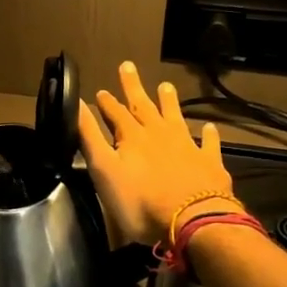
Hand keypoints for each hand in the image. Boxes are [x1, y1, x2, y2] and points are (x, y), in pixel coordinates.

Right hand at [77, 61, 235, 247]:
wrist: (192, 221)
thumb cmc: (140, 202)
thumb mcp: (104, 170)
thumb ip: (90, 137)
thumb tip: (77, 104)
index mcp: (132, 137)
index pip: (116, 113)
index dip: (107, 102)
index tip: (101, 91)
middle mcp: (159, 134)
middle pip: (144, 106)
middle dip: (134, 87)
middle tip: (128, 66)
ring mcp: (187, 146)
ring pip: (175, 117)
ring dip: (169, 102)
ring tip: (166, 85)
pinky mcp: (209, 163)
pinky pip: (208, 143)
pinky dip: (208, 134)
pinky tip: (209, 127)